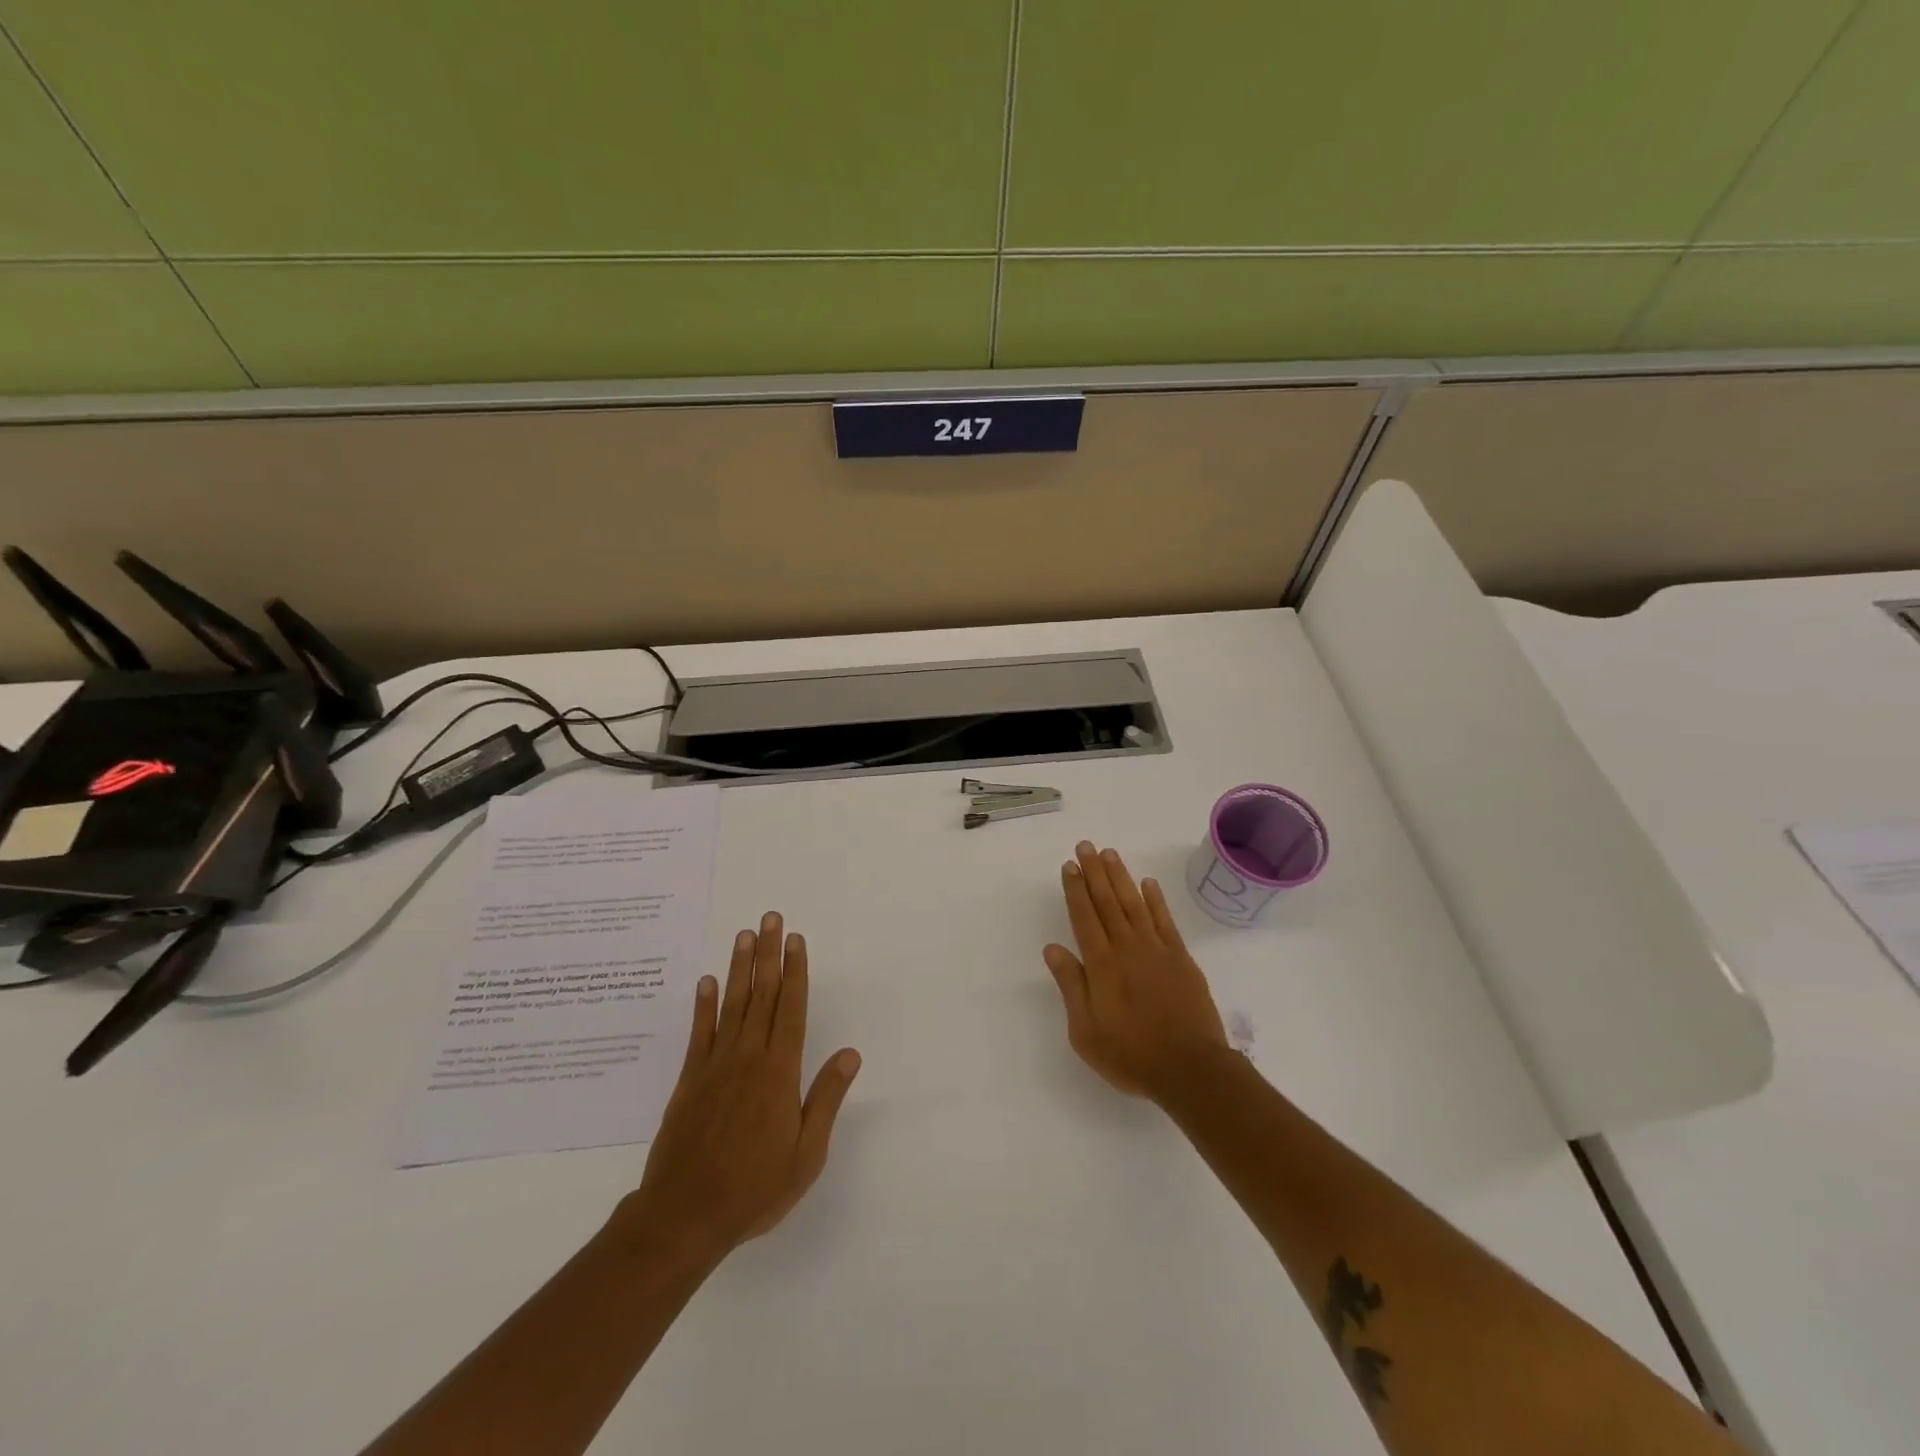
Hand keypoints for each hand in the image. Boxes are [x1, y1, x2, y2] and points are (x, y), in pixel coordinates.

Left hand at [621, 912, 860, 1265]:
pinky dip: (703, 1005)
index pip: (792, 1009)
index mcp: (780, 1073)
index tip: (796, 940)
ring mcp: (715, 1066)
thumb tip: (850, 1053)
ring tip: (745, 935)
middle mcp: (748, 1058)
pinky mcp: (689, 1080)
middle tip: (771, 918)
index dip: (796, 972)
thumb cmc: (754, 1189)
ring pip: (732, 1005)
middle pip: (763, 995)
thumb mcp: (806, 1155)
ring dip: (739, 968)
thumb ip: (826, 1099)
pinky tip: (706, 981)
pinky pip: (699, 1033)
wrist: (684, 1217)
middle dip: (769, 954)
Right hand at [1044, 841, 1228, 1102]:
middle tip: (1085, 846)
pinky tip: (1147, 883)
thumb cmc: (1131, 1055)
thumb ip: (1071, 986)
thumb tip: (1052, 949)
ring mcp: (1157, 950)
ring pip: (1134, 903)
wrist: (1191, 1069)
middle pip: (1107, 902)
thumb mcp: (1086, 1032)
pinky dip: (1155, 899)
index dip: (1075, 890)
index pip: (1084, 917)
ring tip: (1109, 853)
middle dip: (1094, 873)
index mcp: (1101, 965)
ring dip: (1120, 877)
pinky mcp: (1181, 958)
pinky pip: (1164, 920)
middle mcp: (1127, 948)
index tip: (1069, 866)